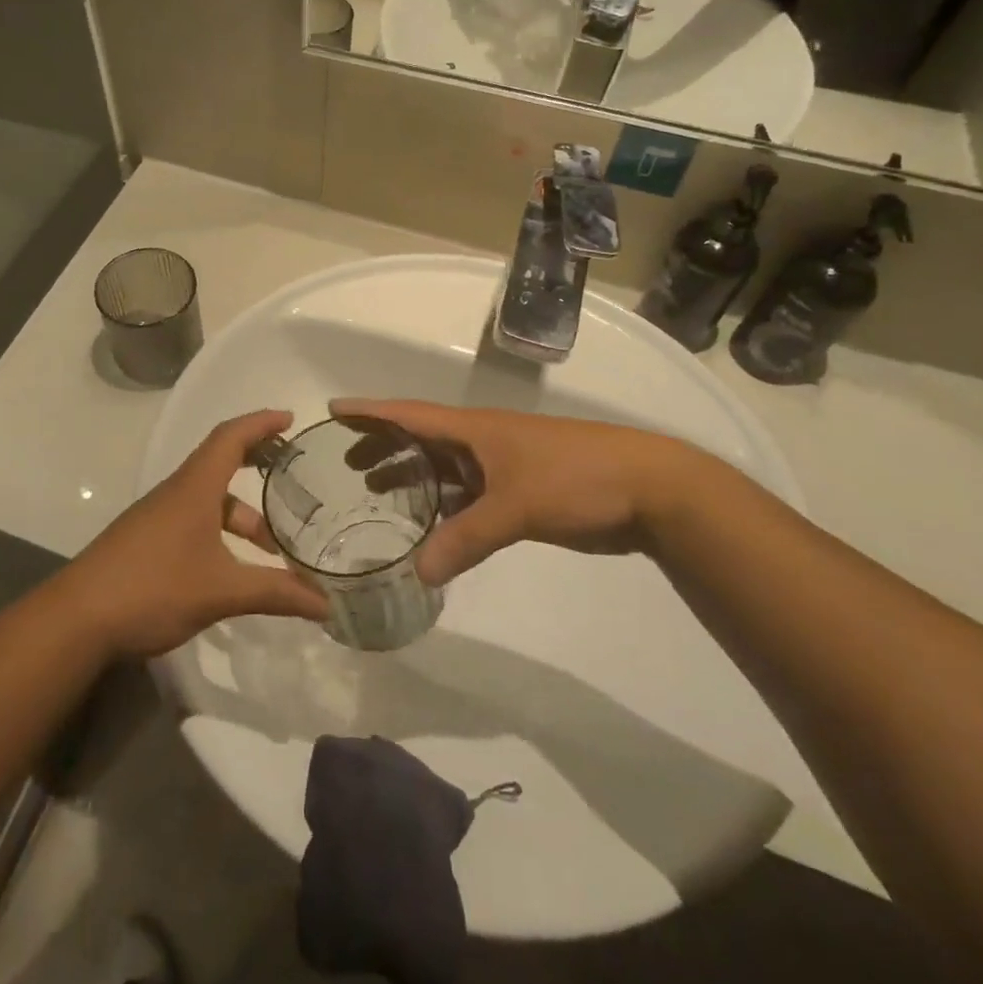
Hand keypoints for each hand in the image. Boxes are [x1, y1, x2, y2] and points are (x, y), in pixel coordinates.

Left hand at [60, 410, 327, 658]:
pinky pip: (194, 522)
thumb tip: (326, 605)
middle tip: (292, 477)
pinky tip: (235, 569)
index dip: (260, 423)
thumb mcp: (221, 591)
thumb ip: (276, 593)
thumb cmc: (152, 588)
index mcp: (194, 487)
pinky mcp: (147, 542)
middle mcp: (176, 493)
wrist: (76, 620)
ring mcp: (158, 518)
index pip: (230, 437)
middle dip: (257, 466)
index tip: (289, 419)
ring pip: (209, 501)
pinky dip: (221, 534)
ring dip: (242, 516)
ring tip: (272, 549)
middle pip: (221, 464)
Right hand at [330, 398, 695, 585]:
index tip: (333, 410)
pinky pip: (468, 497)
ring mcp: (502, 468)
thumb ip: (466, 537)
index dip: (370, 412)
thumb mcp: (517, 506)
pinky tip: (432, 527)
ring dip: (413, 479)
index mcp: (474, 429)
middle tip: (347, 464)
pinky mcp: (520, 493)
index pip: (409, 414)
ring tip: (377, 495)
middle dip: (384, 447)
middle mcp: (481, 443)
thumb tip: (418, 573)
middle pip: (421, 440)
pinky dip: (445, 508)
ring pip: (445, 470)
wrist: (649, 488)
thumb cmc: (576, 478)